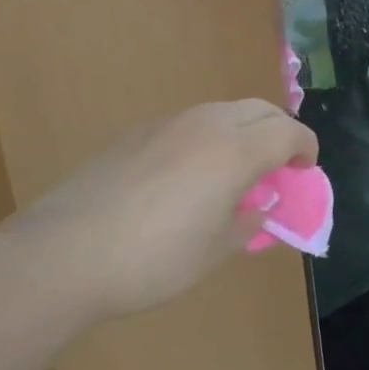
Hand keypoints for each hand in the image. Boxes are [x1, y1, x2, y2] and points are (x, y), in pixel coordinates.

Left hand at [0, 100, 317, 326]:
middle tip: (279, 165)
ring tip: (237, 168)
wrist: (62, 255)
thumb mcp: (215, 252)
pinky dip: (209, 136)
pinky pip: (190, 122)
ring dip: (245, 130)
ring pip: (224, 110)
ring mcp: (168, 123)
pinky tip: (190, 173)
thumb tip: (260, 204)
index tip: (304, 172)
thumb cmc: (152, 260)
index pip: (289, 133)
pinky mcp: (136, 132)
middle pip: (261, 110)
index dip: (306, 150)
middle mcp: (206, 125)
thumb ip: (249, 222)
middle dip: (281, 132)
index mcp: (235, 151)